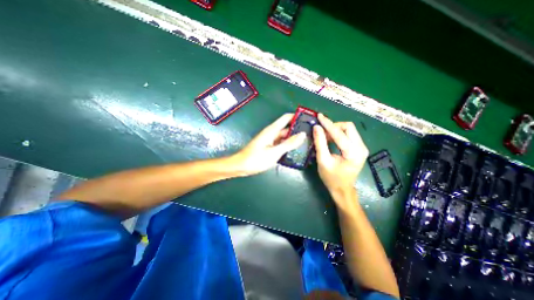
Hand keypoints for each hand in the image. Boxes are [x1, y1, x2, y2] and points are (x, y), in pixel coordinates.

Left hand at [231, 113, 304, 176]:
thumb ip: (289, 143)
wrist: (241, 166)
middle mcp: (272, 133)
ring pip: (285, 137)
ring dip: (294, 139)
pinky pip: (281, 144)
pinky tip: (295, 151)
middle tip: (311, 135)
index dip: (297, 116)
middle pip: (287, 128)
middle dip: (298, 130)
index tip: (308, 119)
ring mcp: (271, 141)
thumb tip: (302, 134)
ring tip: (307, 143)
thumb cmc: (256, 158)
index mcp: (272, 130)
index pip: (286, 118)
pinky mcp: (269, 147)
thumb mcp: (274, 152)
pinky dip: (288, 146)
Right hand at [314, 114, 366, 196]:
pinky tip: (331, 139)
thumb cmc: (331, 178)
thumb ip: (320, 143)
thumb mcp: (323, 161)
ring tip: (324, 137)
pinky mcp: (360, 148)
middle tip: (322, 132)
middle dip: (334, 126)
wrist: (342, 189)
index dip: (328, 124)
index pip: (340, 133)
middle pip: (348, 127)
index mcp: (353, 153)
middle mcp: (361, 148)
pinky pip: (349, 135)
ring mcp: (362, 147)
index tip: (319, 116)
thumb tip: (316, 127)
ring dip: (336, 130)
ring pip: (349, 129)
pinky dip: (339, 134)